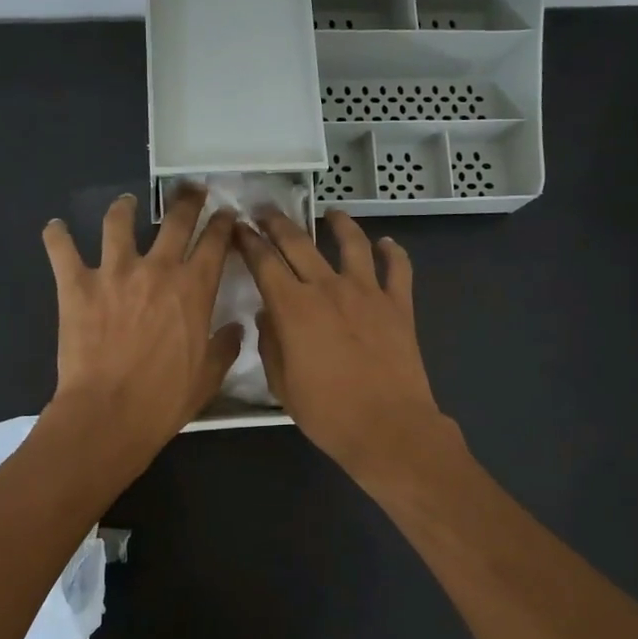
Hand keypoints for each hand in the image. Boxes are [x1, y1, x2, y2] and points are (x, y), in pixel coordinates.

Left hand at [41, 189, 241, 468]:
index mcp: (194, 288)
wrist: (109, 413)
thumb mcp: (208, 377)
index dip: (222, 223)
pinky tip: (55, 227)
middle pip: (175, 220)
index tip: (225, 214)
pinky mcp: (77, 285)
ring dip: (124, 207)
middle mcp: (157, 269)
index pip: (215, 242)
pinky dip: (56, 236)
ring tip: (126, 202)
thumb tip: (237, 327)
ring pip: (118, 223)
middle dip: (187, 200)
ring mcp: (114, 273)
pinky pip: (62, 250)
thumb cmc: (164, 399)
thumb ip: (225, 346)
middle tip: (190, 190)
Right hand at [236, 207, 459, 480]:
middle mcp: (328, 288)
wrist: (388, 427)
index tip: (238, 229)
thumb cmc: (327, 412)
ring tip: (332, 213)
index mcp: (293, 307)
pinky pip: (398, 268)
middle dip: (278, 223)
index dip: (248, 242)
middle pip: (299, 243)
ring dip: (339, 224)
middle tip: (266, 211)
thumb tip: (268, 314)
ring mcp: (368, 292)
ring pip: (352, 244)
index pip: (264, 262)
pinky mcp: (399, 305)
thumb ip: (270, 344)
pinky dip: (393, 252)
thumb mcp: (282, 384)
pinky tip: (387, 243)